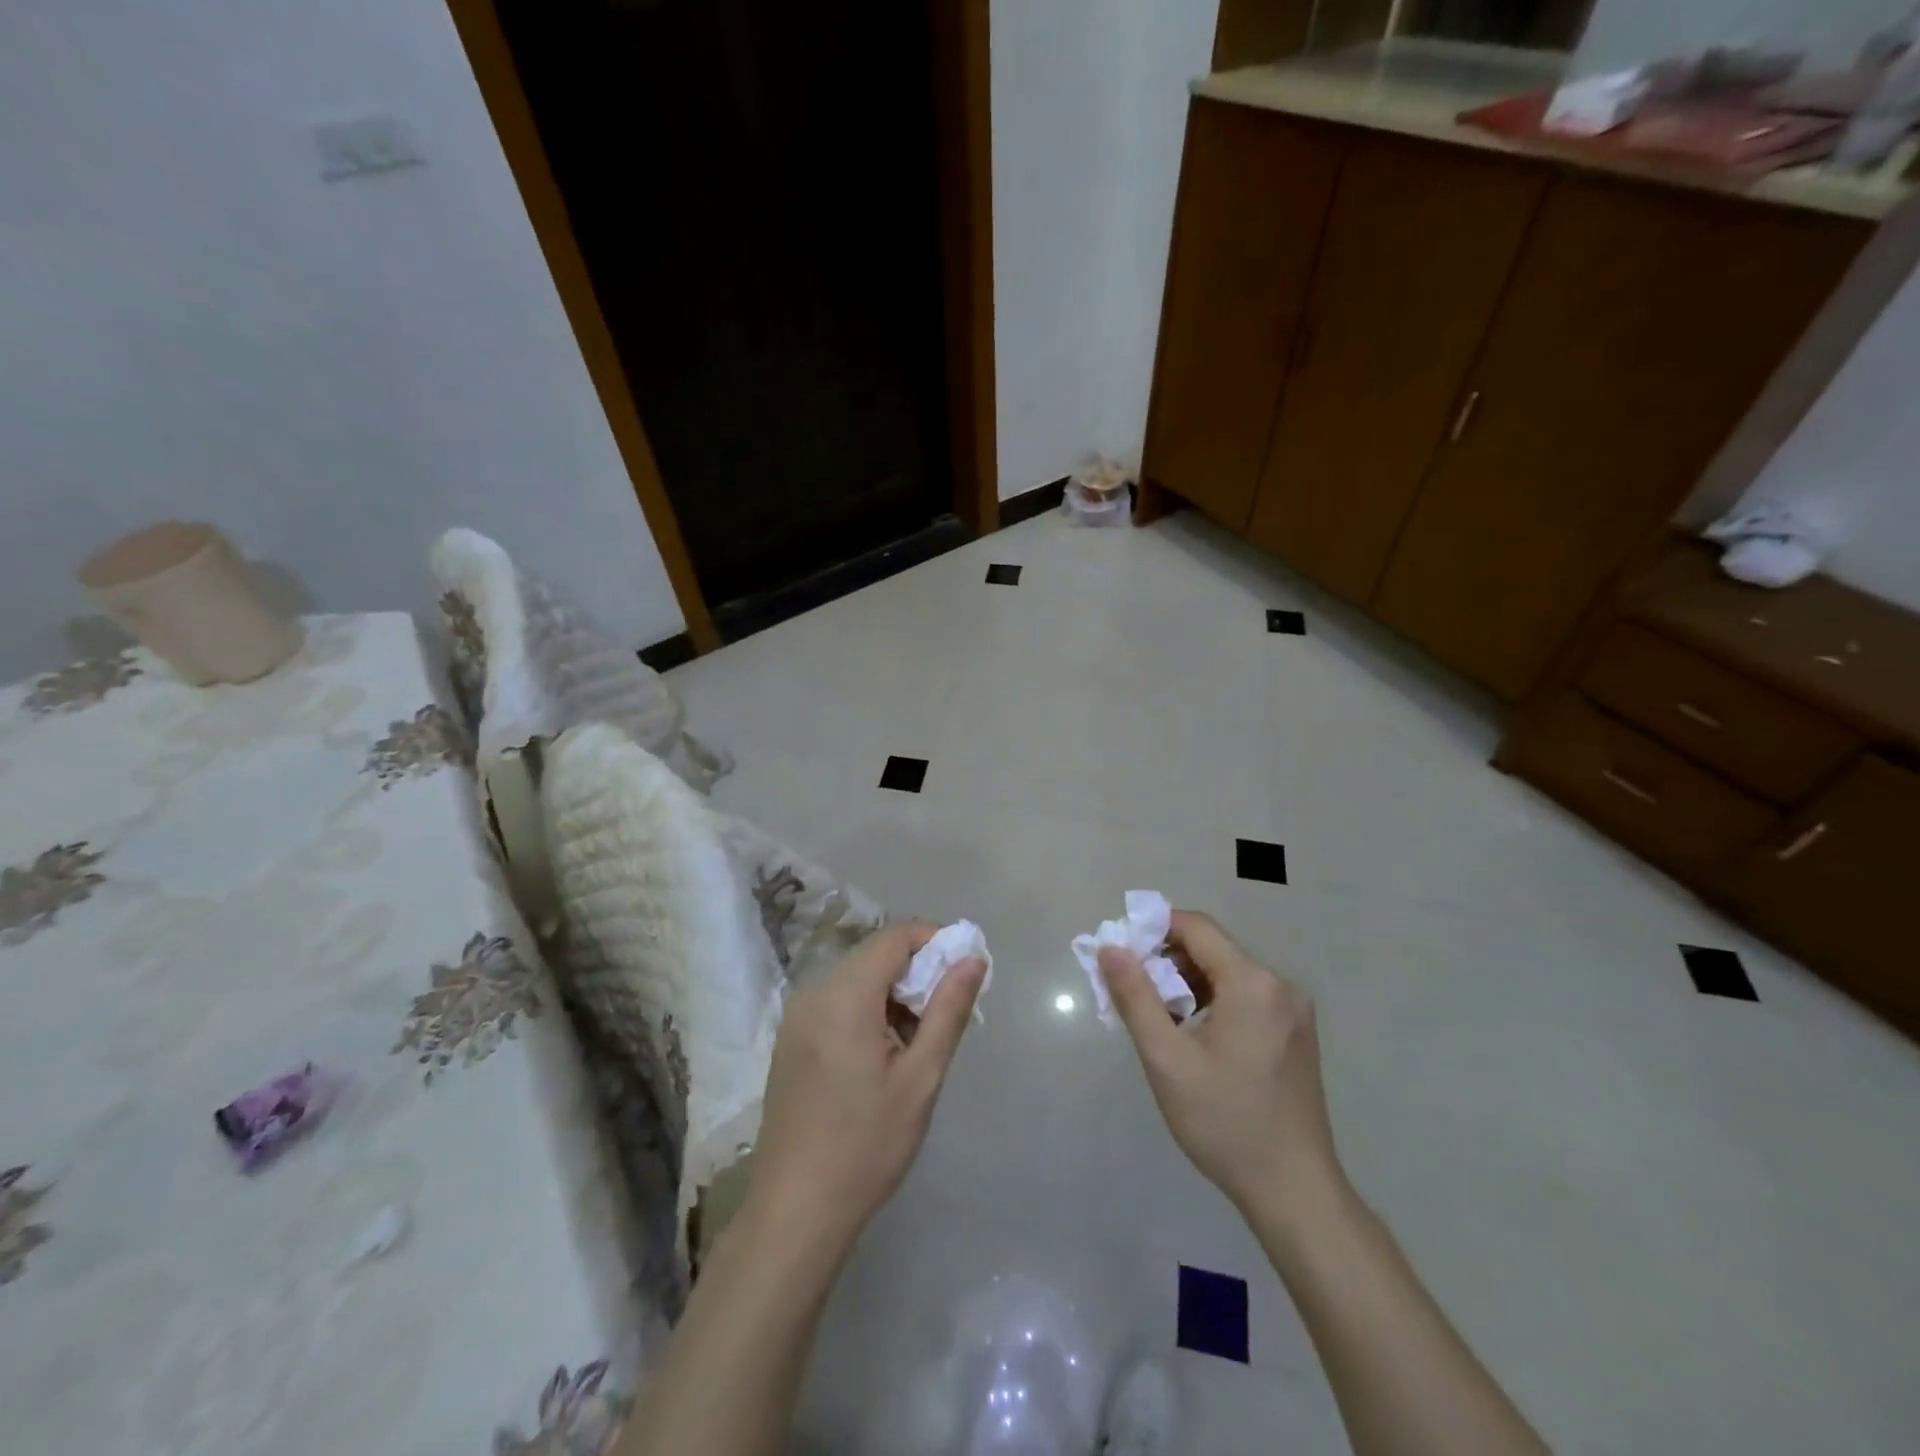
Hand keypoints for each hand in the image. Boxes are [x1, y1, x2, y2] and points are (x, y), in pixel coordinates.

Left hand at [745, 922, 984, 1259]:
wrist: (795, 1212)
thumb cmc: (866, 1146)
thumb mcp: (921, 1078)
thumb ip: (948, 1010)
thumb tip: (972, 958)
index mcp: (843, 996)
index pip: (894, 937)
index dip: (934, 941)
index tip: (966, 969)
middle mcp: (813, 994)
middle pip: (874, 957)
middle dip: (917, 972)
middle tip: (950, 1012)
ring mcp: (796, 1018)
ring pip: (857, 981)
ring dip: (894, 995)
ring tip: (921, 1042)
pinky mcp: (791, 1041)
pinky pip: (837, 1004)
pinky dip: (869, 1011)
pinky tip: (885, 1056)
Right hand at [1100, 911, 1343, 1229]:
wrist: (1295, 1192)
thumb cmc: (1224, 1123)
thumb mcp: (1166, 1059)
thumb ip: (1134, 996)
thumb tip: (1110, 948)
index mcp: (1253, 983)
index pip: (1196, 926)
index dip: (1154, 928)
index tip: (1120, 952)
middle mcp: (1280, 985)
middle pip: (1213, 949)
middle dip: (1167, 960)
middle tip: (1132, 990)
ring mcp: (1293, 1010)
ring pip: (1228, 973)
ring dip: (1188, 983)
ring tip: (1158, 1018)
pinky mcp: (1296, 1033)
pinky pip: (1246, 996)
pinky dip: (1213, 1001)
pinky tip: (1193, 1035)